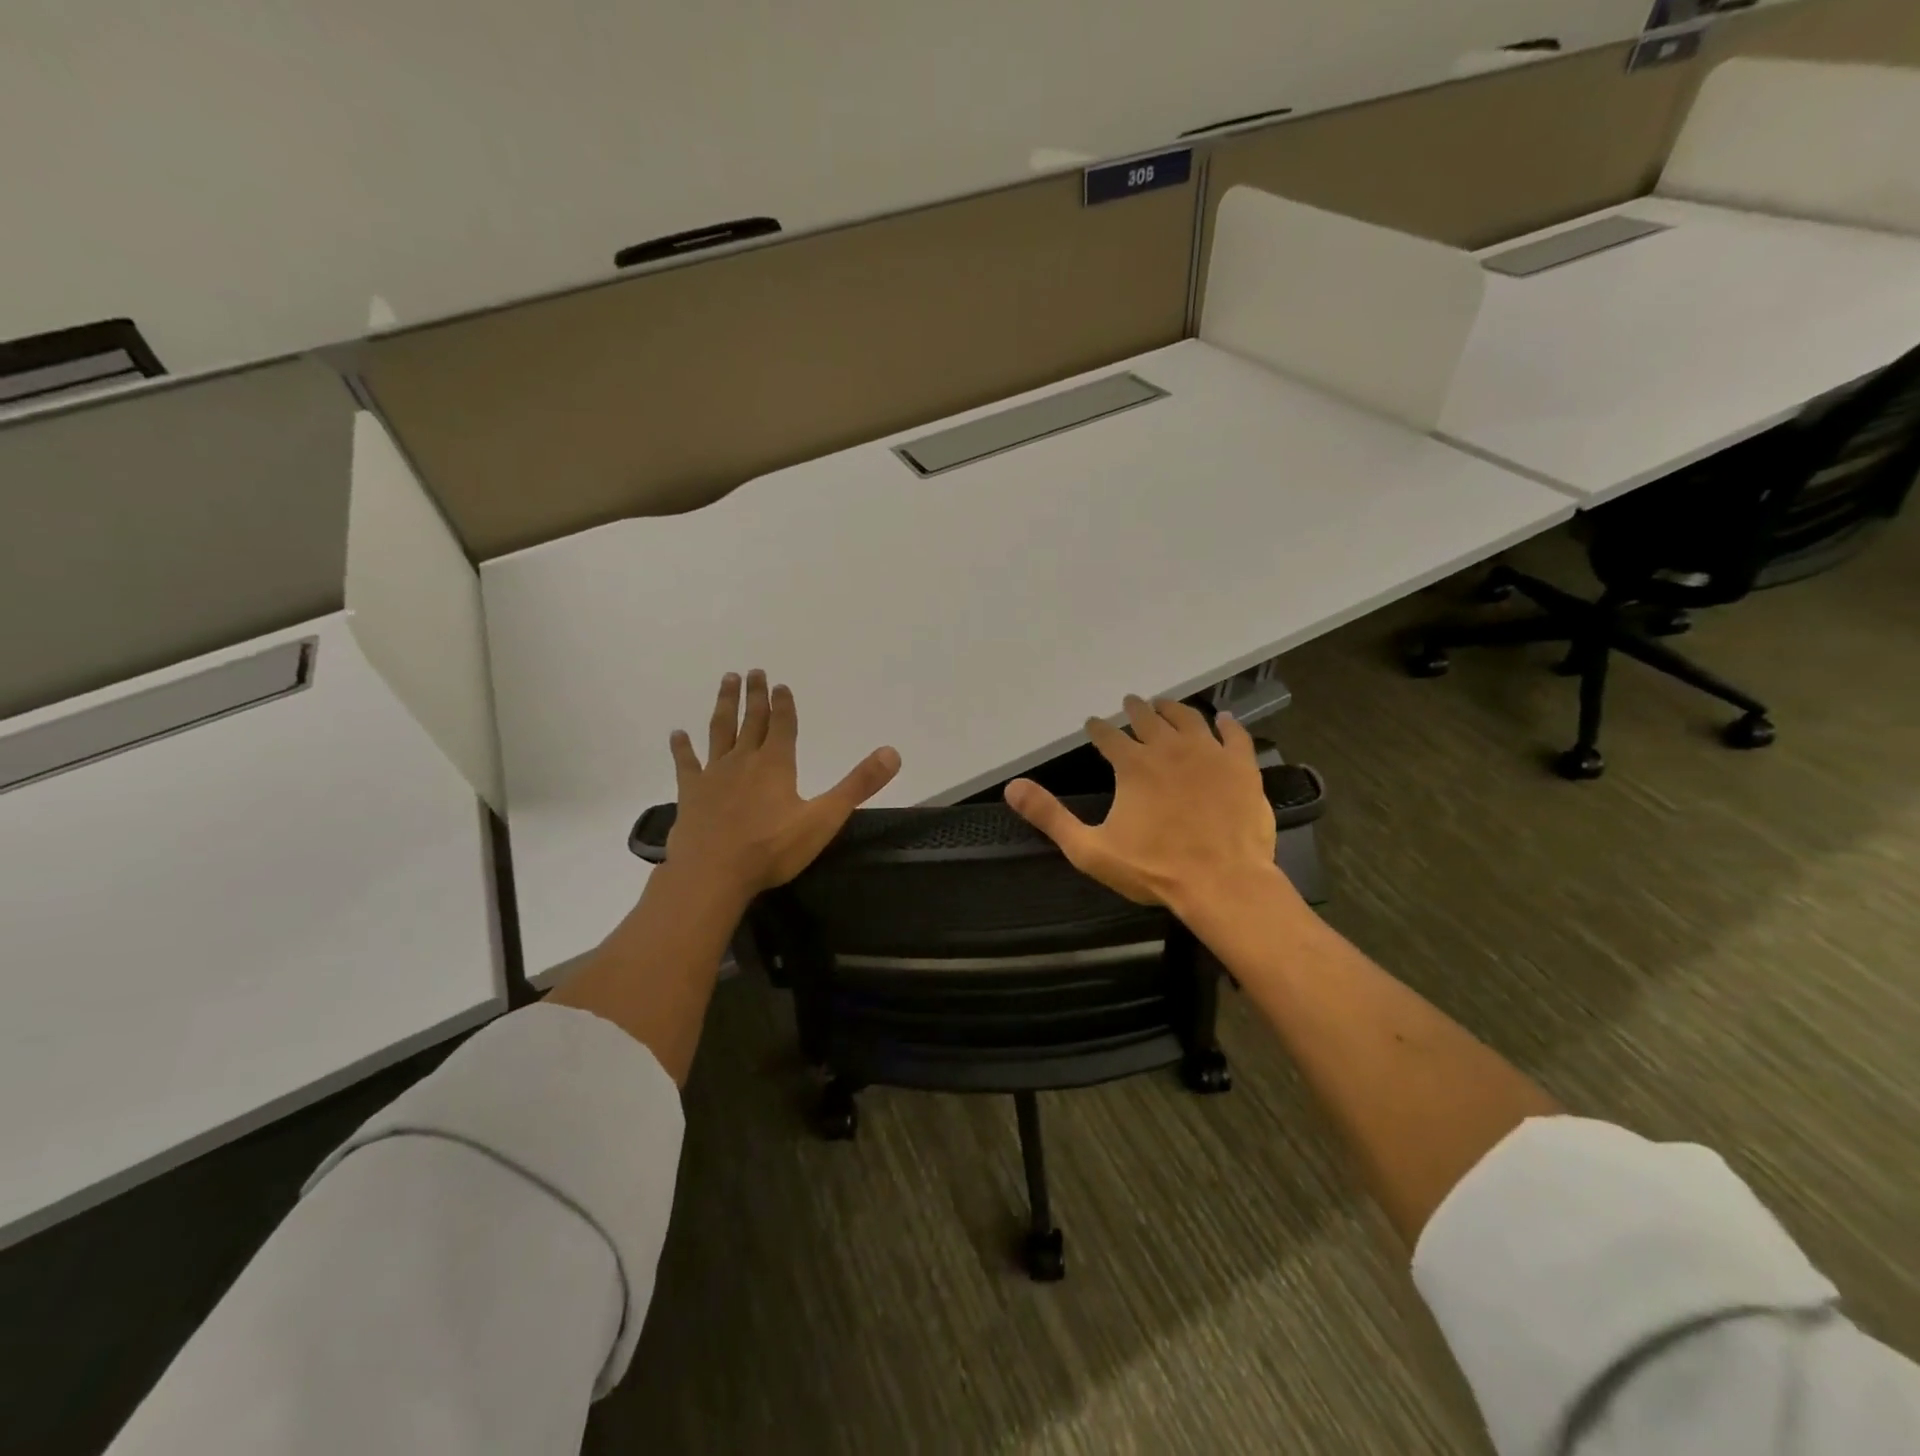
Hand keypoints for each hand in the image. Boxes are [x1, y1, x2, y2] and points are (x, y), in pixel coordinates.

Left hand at [664, 670, 900, 899]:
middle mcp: (744, 760)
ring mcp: (714, 775)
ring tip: (726, 681)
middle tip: (754, 671)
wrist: (713, 874)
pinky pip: (686, 763)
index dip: (783, 704)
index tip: (781, 684)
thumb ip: (858, 785)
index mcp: (776, 764)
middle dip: (755, 696)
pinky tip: (677, 734)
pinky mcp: (690, 793)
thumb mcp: (824, 818)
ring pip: (719, 731)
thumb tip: (892, 752)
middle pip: (751, 720)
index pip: (782, 725)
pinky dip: (682, 748)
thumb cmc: (772, 848)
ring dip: (724, 705)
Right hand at [1004, 695, 1281, 913]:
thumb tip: (1012, 787)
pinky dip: (1227, 724)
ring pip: (1188, 719)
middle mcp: (1169, 748)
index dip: (1098, 729)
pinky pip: (1235, 735)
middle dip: (1135, 709)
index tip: (1093, 724)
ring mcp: (1209, 754)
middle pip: (1148, 719)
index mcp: (1133, 765)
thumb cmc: (1154, 869)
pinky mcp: (1241, 767)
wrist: (1223, 883)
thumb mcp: (1090, 849)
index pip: (1109, 736)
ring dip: (1173, 709)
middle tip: (1130, 702)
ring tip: (1165, 704)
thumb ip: (1050, 816)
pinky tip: (1223, 719)